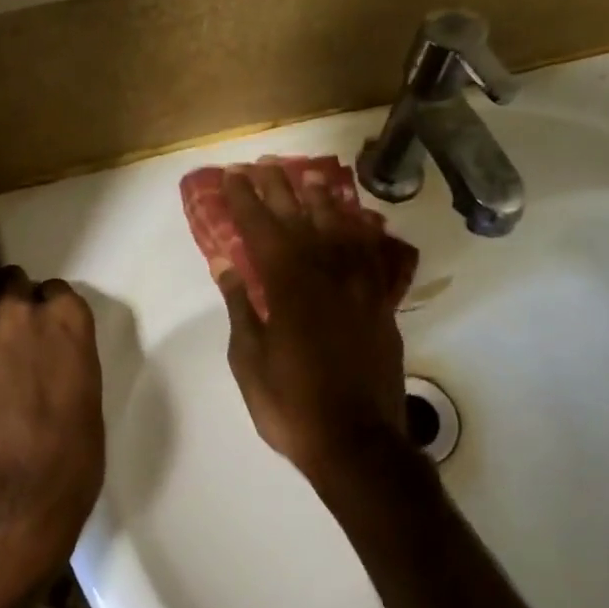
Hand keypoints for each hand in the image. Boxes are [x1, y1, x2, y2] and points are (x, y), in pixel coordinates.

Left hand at [0, 270, 105, 603]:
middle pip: (12, 284)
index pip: (58, 291)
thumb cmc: (70, 458)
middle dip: (15, 304)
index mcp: (67, 322)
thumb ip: (67, 368)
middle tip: (18, 336)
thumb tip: (50, 370)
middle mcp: (19, 315)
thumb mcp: (86, 404)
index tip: (52, 332)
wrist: (6, 496)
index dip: (53, 312)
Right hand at [219, 166, 408, 483]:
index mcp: (289, 287)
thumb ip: (241, 306)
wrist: (357, 443)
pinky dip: (362, 233)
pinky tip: (357, 221)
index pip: (262, 230)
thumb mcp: (250, 359)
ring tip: (309, 176)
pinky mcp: (381, 305)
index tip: (231, 176)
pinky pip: (373, 256)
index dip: (245, 200)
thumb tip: (227, 263)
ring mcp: (360, 288)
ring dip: (322, 200)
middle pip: (301, 220)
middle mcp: (327, 275)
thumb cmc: (291, 405)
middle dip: (279, 189)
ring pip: (341, 230)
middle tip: (263, 165)